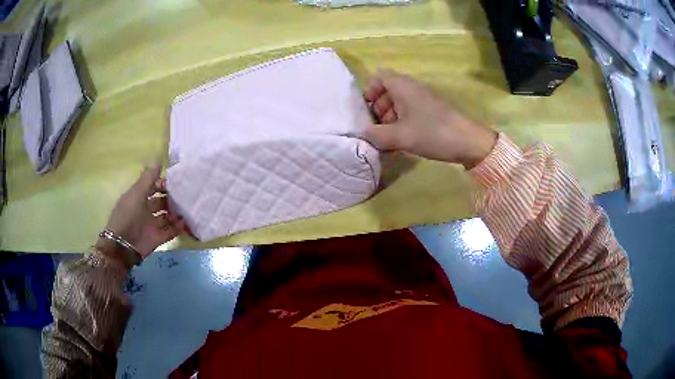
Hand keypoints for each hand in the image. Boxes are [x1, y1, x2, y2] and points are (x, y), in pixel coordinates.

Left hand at [97, 166, 186, 263]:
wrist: (124, 245)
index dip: (163, 183)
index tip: (176, 182)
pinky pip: (171, 231)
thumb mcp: (136, 193)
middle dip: (173, 198)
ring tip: (190, 209)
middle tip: (187, 195)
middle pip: (162, 201)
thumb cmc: (128, 215)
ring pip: (168, 216)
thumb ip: (148, 178)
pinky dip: (179, 227)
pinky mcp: (158, 238)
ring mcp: (152, 224)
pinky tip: (188, 223)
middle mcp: (146, 209)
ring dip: (177, 213)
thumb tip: (158, 160)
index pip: (153, 186)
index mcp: (139, 197)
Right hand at [363, 69, 496, 168]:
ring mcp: (423, 99)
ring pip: (398, 103)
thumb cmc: (432, 133)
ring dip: (389, 120)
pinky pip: (410, 112)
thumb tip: (362, 134)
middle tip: (376, 130)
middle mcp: (412, 88)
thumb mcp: (400, 136)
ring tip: (388, 141)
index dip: (369, 91)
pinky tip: (401, 143)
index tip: (367, 110)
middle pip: (386, 91)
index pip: (378, 76)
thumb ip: (376, 135)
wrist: (469, 142)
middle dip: (377, 110)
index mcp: (402, 86)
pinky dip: (402, 124)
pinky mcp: (431, 111)